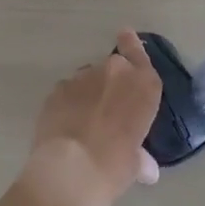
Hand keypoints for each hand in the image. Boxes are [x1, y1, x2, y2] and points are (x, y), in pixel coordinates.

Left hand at [19, 30, 162, 205]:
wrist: (71, 170)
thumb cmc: (115, 166)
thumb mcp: (135, 164)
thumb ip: (141, 157)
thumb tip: (147, 167)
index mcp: (143, 85)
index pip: (139, 54)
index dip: (132, 44)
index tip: (125, 34)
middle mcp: (115, 71)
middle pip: (113, 67)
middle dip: (110, 82)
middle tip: (107, 109)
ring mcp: (83, 77)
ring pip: (87, 79)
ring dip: (88, 93)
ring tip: (83, 122)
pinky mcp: (57, 88)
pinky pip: (66, 92)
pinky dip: (67, 103)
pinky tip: (65, 126)